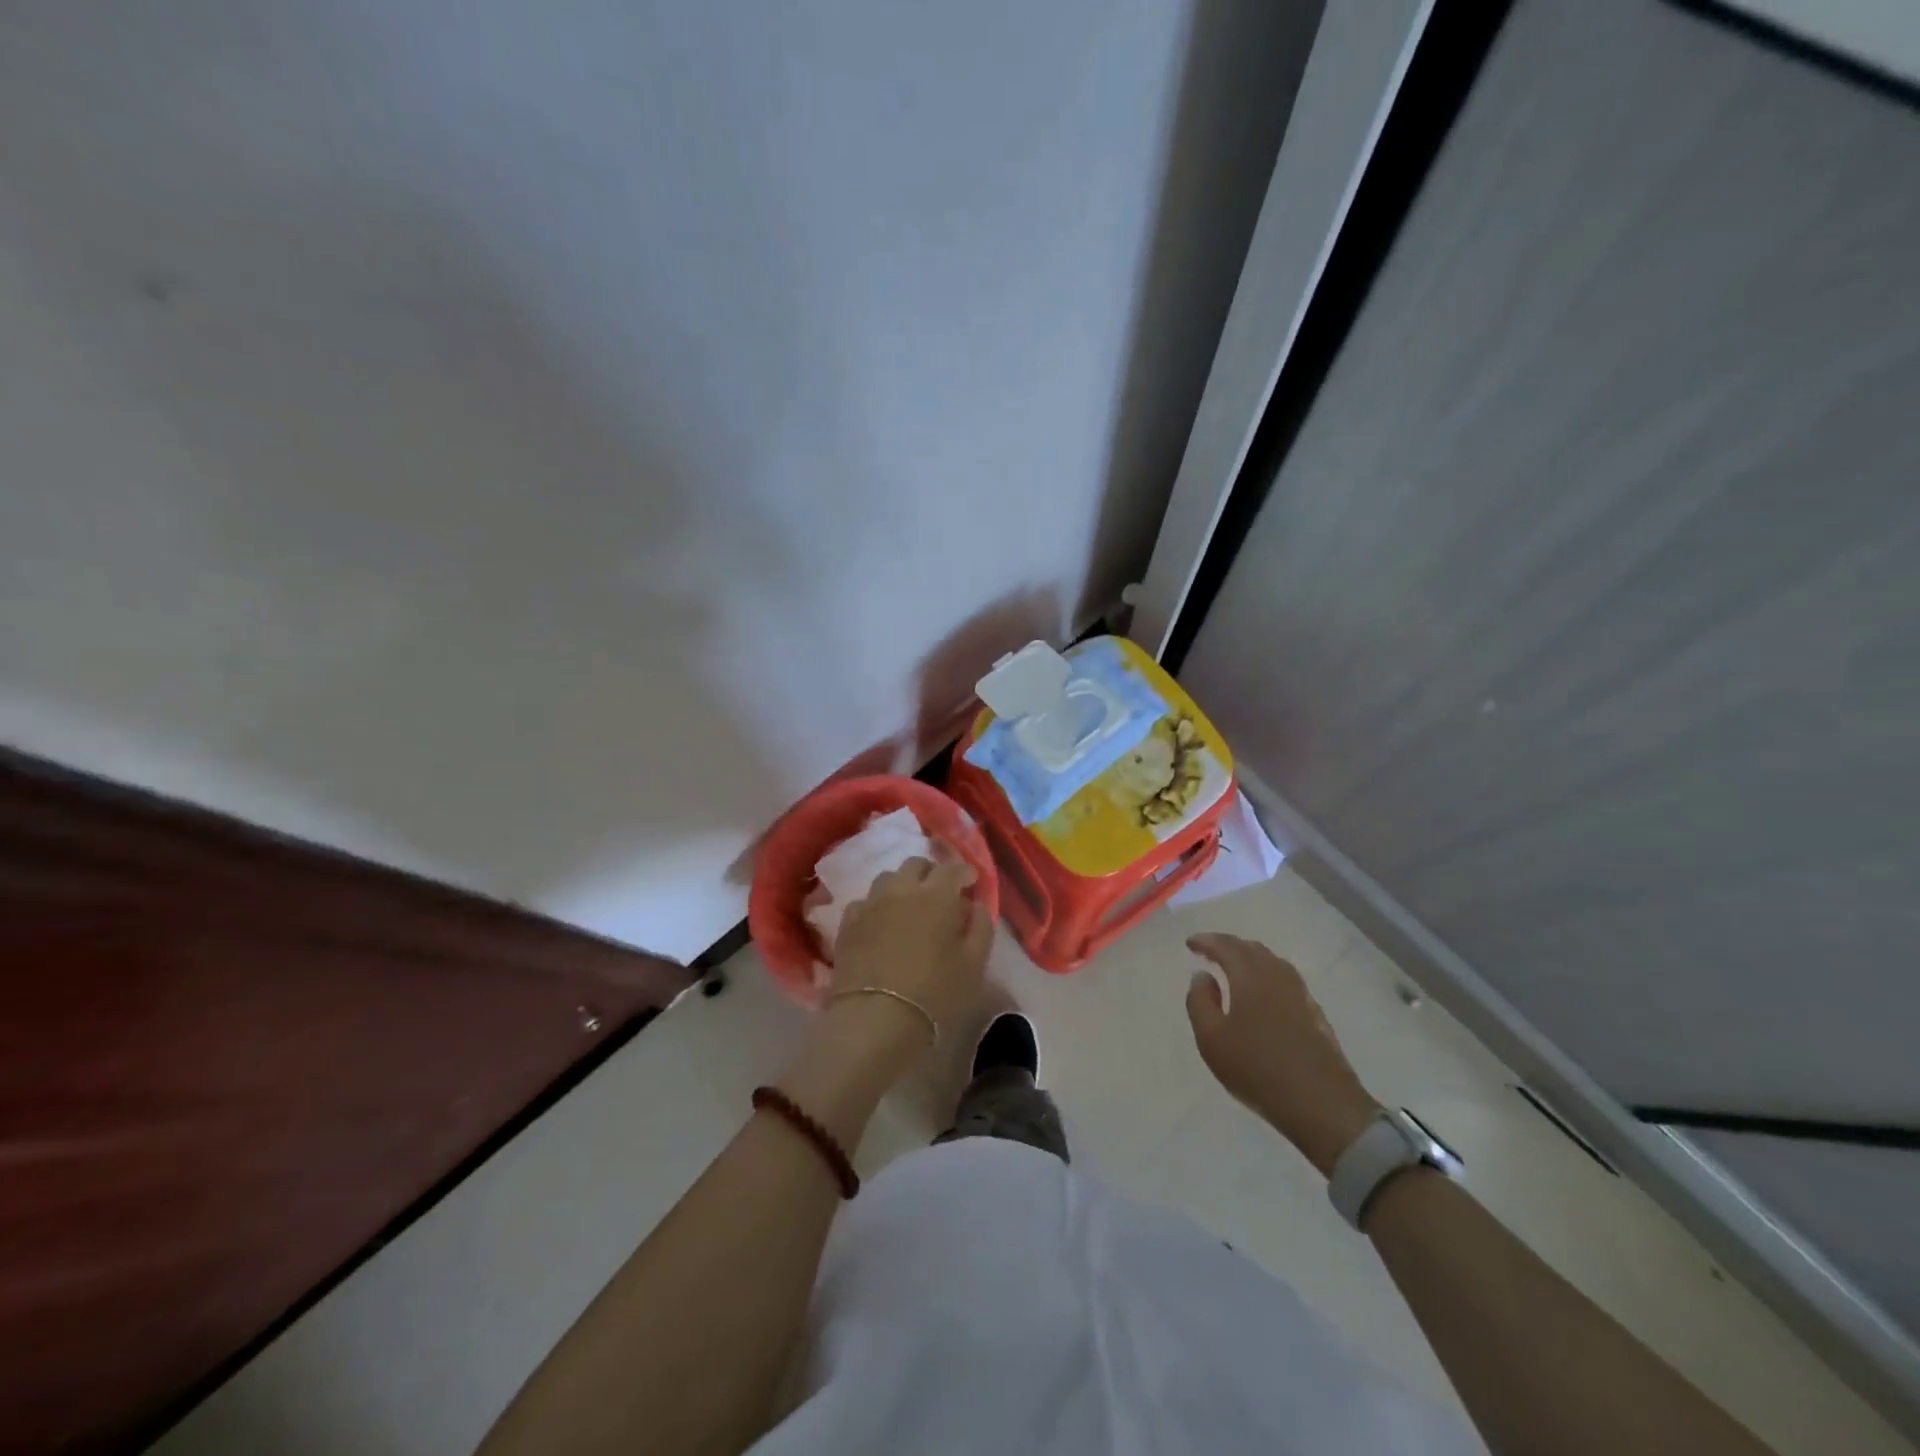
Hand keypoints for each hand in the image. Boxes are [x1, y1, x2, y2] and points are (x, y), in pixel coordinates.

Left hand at [823, 857, 991, 1075]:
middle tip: (941, 893)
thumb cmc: (934, 994)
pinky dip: (877, 906)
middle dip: (931, 873)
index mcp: (937, 896)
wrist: (875, 1019)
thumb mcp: (973, 965)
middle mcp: (902, 890)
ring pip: (888, 878)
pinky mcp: (848, 923)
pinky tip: (881, 923)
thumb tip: (973, 905)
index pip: (952, 868)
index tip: (970, 882)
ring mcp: (871, 904)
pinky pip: (865, 902)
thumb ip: (980, 928)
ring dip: (903, 885)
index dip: (964, 871)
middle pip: (916, 864)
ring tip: (909, 906)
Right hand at [1185, 932, 1382, 1176]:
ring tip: (1234, 967)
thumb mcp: (1211, 1039)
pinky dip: (1267, 974)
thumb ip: (1200, 1001)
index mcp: (1250, 977)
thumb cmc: (1257, 1069)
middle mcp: (1277, 976)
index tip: (1189, 944)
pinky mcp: (1314, 1013)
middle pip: (1251, 948)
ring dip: (1249, 958)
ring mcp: (1300, 994)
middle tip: (1209, 951)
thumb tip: (1202, 975)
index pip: (1226, 946)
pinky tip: (1263, 992)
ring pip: (1272, 962)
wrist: (1322, 1104)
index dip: (1206, 941)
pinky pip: (1285, 979)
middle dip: (1228, 945)